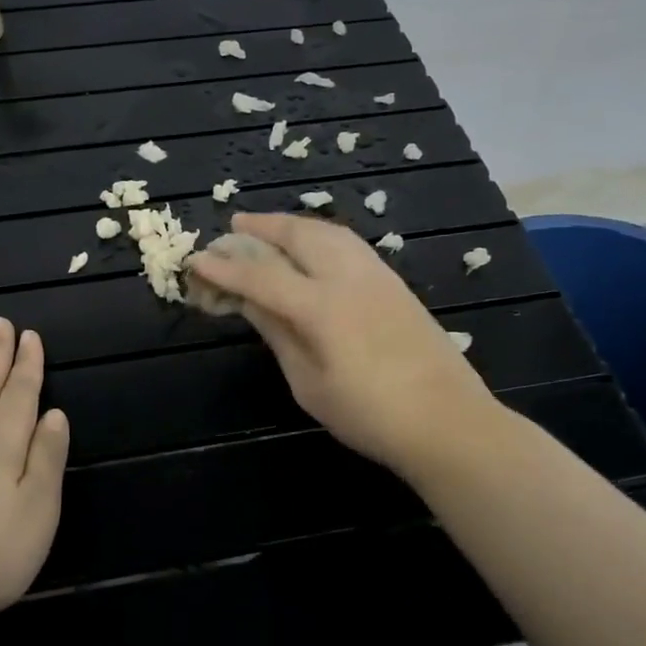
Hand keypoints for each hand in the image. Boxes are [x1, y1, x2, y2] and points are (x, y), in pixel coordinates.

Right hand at [186, 213, 496, 475]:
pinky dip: (321, 234)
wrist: (447, 421)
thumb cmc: (370, 415)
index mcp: (322, 307)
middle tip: (234, 227)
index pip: (262, 276)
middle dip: (262, 227)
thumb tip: (248, 302)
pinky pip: (349, 243)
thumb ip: (279, 335)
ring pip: (328, 231)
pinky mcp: (395, 283)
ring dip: (293, 224)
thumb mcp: (310, 384)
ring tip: (269, 228)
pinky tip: (313, 246)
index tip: (197, 260)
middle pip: (298, 235)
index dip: (225, 268)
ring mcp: (377, 275)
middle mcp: (349, 277)